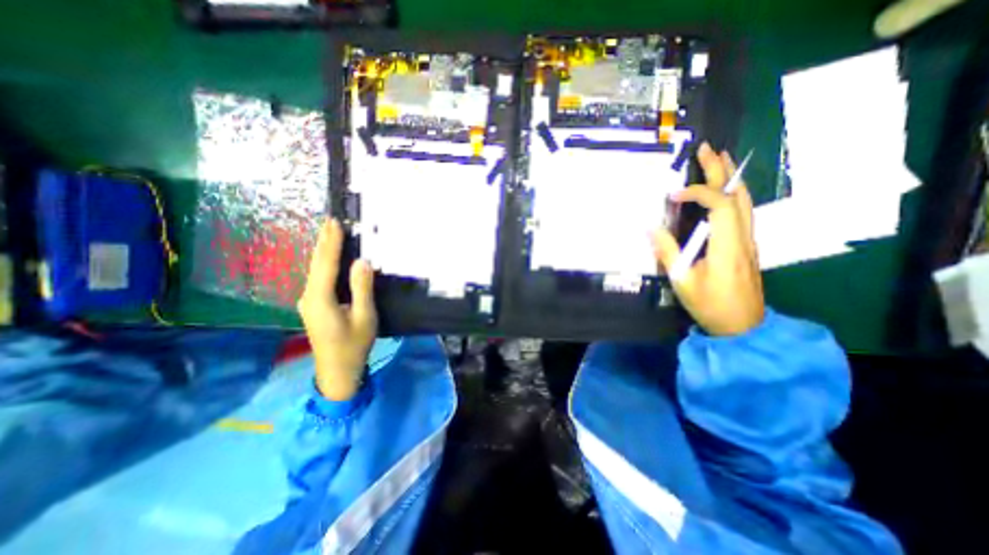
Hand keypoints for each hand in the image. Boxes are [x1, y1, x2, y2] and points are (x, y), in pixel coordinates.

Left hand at [294, 218, 376, 398]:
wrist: (337, 371)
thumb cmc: (354, 345)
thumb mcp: (364, 316)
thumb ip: (362, 288)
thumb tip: (362, 261)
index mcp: (320, 299)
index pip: (325, 264)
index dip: (330, 242)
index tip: (334, 223)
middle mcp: (308, 297)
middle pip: (316, 264)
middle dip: (323, 242)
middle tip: (330, 221)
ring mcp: (308, 302)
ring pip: (315, 271)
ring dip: (323, 251)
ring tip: (330, 234)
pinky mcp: (313, 306)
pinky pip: (318, 279)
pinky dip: (324, 264)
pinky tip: (329, 258)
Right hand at [655, 142, 767, 334]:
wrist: (742, 325)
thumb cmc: (710, 305)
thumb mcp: (682, 281)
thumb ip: (667, 252)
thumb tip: (649, 227)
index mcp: (728, 246)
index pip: (720, 206)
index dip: (698, 193)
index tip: (672, 195)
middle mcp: (743, 237)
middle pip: (738, 195)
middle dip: (721, 170)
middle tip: (706, 148)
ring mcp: (748, 240)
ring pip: (745, 201)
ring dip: (730, 178)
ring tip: (717, 159)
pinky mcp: (745, 244)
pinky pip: (742, 210)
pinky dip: (732, 193)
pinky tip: (722, 189)